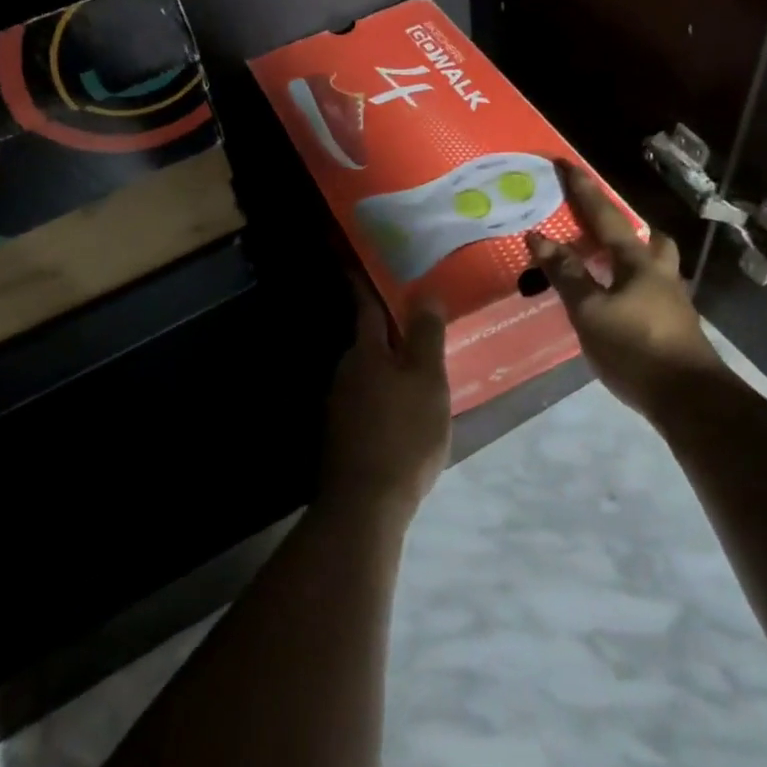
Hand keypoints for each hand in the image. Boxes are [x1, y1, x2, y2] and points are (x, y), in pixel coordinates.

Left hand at [320, 278, 450, 517]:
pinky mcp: (342, 433)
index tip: (362, 263)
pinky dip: (383, 396)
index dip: (367, 284)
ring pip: (368, 374)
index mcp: (366, 353)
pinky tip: (403, 411)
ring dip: (388, 368)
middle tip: (419, 327)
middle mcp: (345, 372)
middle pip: (368, 343)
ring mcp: (339, 405)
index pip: (367, 308)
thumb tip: (424, 293)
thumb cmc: (404, 433)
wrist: (366, 502)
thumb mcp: (428, 381)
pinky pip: (366, 401)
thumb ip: (426, 337)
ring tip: (418, 372)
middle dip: (389, 333)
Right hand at [528, 160, 721, 419]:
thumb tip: (540, 237)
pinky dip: (630, 288)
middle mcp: (660, 273)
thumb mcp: (590, 311)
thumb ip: (567, 274)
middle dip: (625, 227)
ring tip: (604, 267)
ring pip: (653, 265)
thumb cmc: (635, 348)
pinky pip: (649, 292)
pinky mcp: (674, 326)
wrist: (688, 398)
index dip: (583, 190)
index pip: (605, 216)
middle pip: (647, 238)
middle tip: (600, 228)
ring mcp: (672, 300)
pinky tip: (615, 306)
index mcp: (637, 262)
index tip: (565, 164)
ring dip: (631, 258)